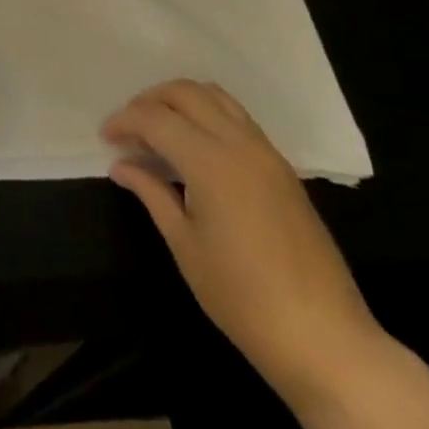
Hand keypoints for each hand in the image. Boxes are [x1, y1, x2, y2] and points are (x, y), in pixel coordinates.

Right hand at [103, 80, 386, 405]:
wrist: (323, 336)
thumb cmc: (242, 298)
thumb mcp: (185, 245)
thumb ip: (152, 194)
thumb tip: (121, 165)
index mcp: (210, 161)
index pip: (155, 119)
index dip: (124, 121)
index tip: (105, 138)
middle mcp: (239, 142)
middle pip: (185, 93)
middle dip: (150, 100)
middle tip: (128, 129)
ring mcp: (265, 151)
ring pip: (215, 96)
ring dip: (180, 100)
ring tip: (158, 129)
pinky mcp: (281, 166)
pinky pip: (237, 117)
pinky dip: (207, 114)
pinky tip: (193, 146)